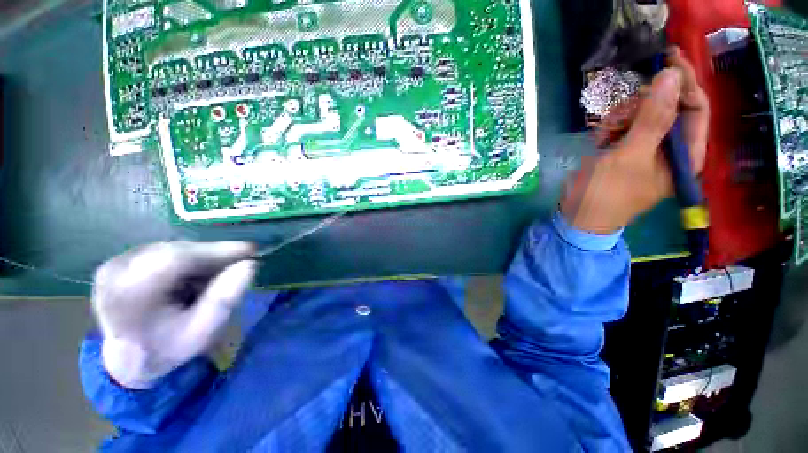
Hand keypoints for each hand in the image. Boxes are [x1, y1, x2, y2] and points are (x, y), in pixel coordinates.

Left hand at [92, 241, 257, 388]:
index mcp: (128, 296)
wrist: (128, 360)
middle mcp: (115, 272)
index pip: (177, 259)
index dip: (218, 250)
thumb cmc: (167, 349)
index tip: (251, 249)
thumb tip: (249, 264)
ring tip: (215, 275)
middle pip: (177, 250)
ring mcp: (114, 264)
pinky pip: (165, 251)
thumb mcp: (202, 332)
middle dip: (213, 255)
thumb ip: (225, 299)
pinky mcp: (120, 261)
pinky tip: (194, 276)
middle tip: (240, 262)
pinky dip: (187, 260)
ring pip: (173, 248)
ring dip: (201, 258)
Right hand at [562, 49, 709, 233]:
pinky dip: (611, 126)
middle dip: (643, 105)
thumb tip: (671, 75)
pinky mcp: (627, 149)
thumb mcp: (630, 155)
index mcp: (686, 154)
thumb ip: (653, 117)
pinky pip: (626, 125)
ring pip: (644, 113)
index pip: (696, 108)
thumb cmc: (607, 192)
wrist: (578, 214)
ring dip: (622, 116)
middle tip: (621, 113)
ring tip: (604, 132)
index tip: (668, 59)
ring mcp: (648, 148)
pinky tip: (599, 138)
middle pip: (668, 107)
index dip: (685, 82)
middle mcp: (672, 149)